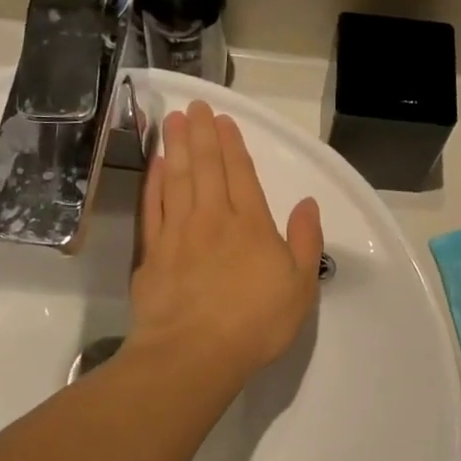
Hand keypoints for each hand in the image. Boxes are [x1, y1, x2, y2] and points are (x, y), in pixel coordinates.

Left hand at [129, 102, 323, 386]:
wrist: (193, 353)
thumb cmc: (255, 323)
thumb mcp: (301, 287)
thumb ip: (306, 242)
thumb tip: (308, 204)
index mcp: (251, 225)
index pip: (241, 174)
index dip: (232, 145)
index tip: (223, 120)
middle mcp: (213, 218)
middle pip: (206, 167)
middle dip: (201, 134)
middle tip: (194, 106)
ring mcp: (178, 233)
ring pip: (177, 179)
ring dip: (175, 147)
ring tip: (172, 121)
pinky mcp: (152, 252)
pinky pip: (153, 206)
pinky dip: (154, 182)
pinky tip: (155, 167)